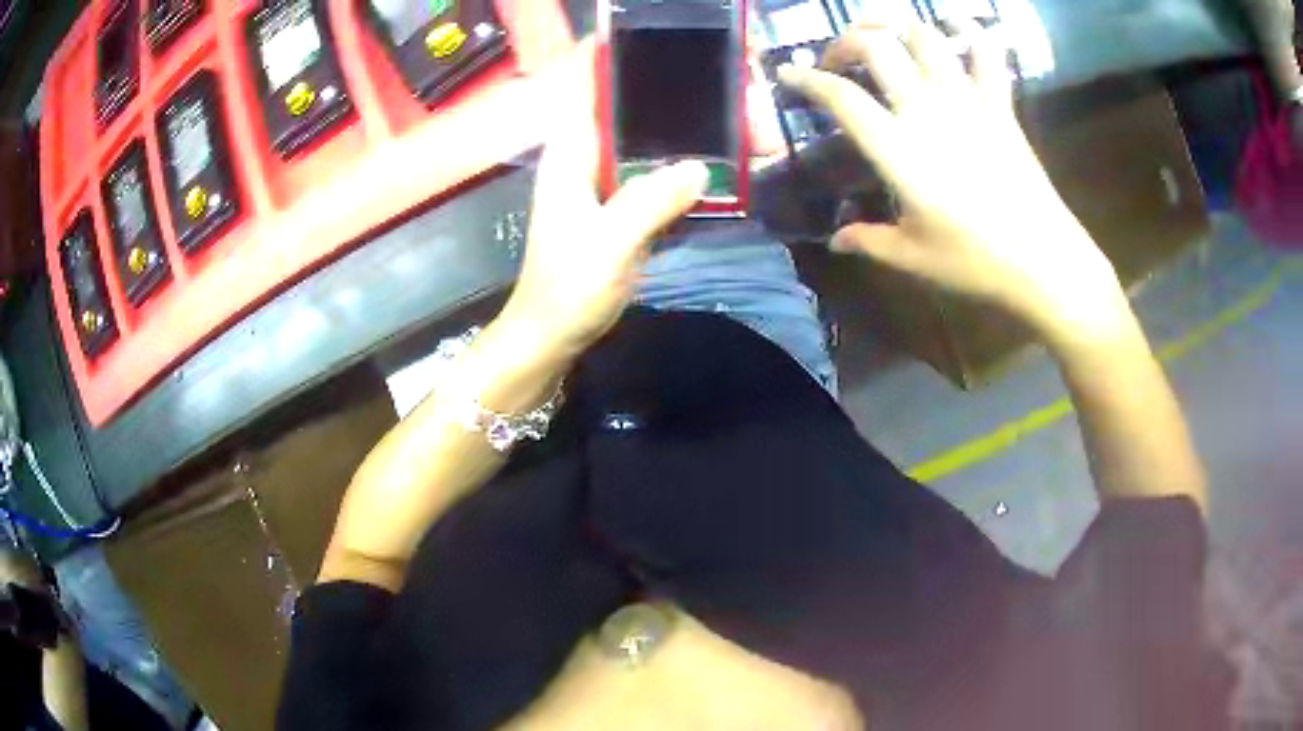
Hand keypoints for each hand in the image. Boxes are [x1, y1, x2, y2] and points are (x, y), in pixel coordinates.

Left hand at [500, 42, 707, 357]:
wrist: (553, 334)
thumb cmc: (567, 288)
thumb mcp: (607, 244)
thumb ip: (649, 202)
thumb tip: (700, 166)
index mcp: (571, 152)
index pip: (585, 83)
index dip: (611, 52)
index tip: (653, 34)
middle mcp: (587, 156)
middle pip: (628, 105)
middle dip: (671, 88)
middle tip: (723, 80)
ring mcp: (607, 182)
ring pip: (648, 138)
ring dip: (687, 127)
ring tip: (735, 115)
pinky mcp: (624, 206)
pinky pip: (659, 171)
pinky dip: (688, 163)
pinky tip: (723, 161)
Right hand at [778, 20, 1130, 345]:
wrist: (1043, 260)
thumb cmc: (975, 260)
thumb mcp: (912, 256)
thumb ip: (868, 240)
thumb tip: (836, 239)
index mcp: (897, 148)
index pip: (839, 96)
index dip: (805, 78)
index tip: (787, 73)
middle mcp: (925, 109)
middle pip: (875, 47)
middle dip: (847, 42)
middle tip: (840, 58)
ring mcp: (966, 100)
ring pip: (923, 36)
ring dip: (896, 26)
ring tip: (884, 34)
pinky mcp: (999, 104)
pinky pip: (986, 52)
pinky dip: (970, 29)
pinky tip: (955, 22)